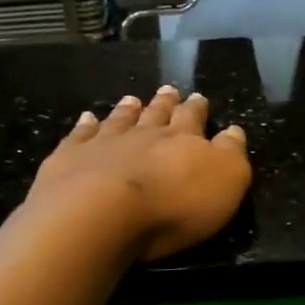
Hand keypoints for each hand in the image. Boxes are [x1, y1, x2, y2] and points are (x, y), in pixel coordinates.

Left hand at [29, 86, 250, 259]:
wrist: (99, 213)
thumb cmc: (173, 204)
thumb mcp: (225, 181)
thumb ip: (231, 153)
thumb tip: (234, 131)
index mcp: (183, 139)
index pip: (193, 118)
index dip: (197, 109)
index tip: (199, 97)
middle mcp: (144, 134)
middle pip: (156, 114)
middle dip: (165, 103)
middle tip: (169, 90)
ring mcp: (103, 143)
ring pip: (120, 120)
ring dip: (128, 110)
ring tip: (132, 99)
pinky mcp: (69, 159)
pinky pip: (80, 136)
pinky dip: (85, 126)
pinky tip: (86, 118)